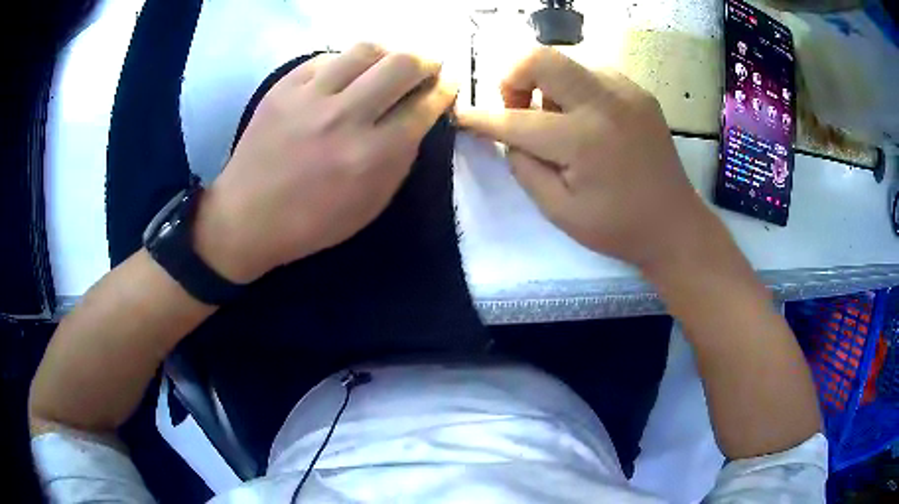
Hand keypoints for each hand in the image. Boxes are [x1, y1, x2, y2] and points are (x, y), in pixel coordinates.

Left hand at [194, 44, 456, 282]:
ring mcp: (310, 97)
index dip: (444, 90)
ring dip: (389, 52)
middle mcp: (345, 117)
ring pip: (366, 50)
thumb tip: (417, 117)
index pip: (423, 106)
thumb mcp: (370, 204)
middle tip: (429, 65)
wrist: (247, 217)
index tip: (448, 84)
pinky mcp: (283, 87)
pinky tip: (347, 74)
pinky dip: (346, 63)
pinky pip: (327, 58)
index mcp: (371, 156)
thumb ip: (400, 159)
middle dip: (427, 60)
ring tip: (390, 62)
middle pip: (402, 65)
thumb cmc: (311, 222)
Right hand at [457, 48, 719, 273]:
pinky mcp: (638, 91)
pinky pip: (591, 72)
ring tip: (556, 120)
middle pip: (541, 58)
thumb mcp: (558, 211)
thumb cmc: (617, 227)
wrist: (674, 224)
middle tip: (519, 109)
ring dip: (546, 84)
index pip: (517, 119)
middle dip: (514, 78)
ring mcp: (626, 91)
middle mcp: (605, 103)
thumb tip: (510, 136)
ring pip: (566, 61)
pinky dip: (573, 88)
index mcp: (584, 140)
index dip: (483, 118)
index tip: (463, 116)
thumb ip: (524, 167)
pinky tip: (584, 118)